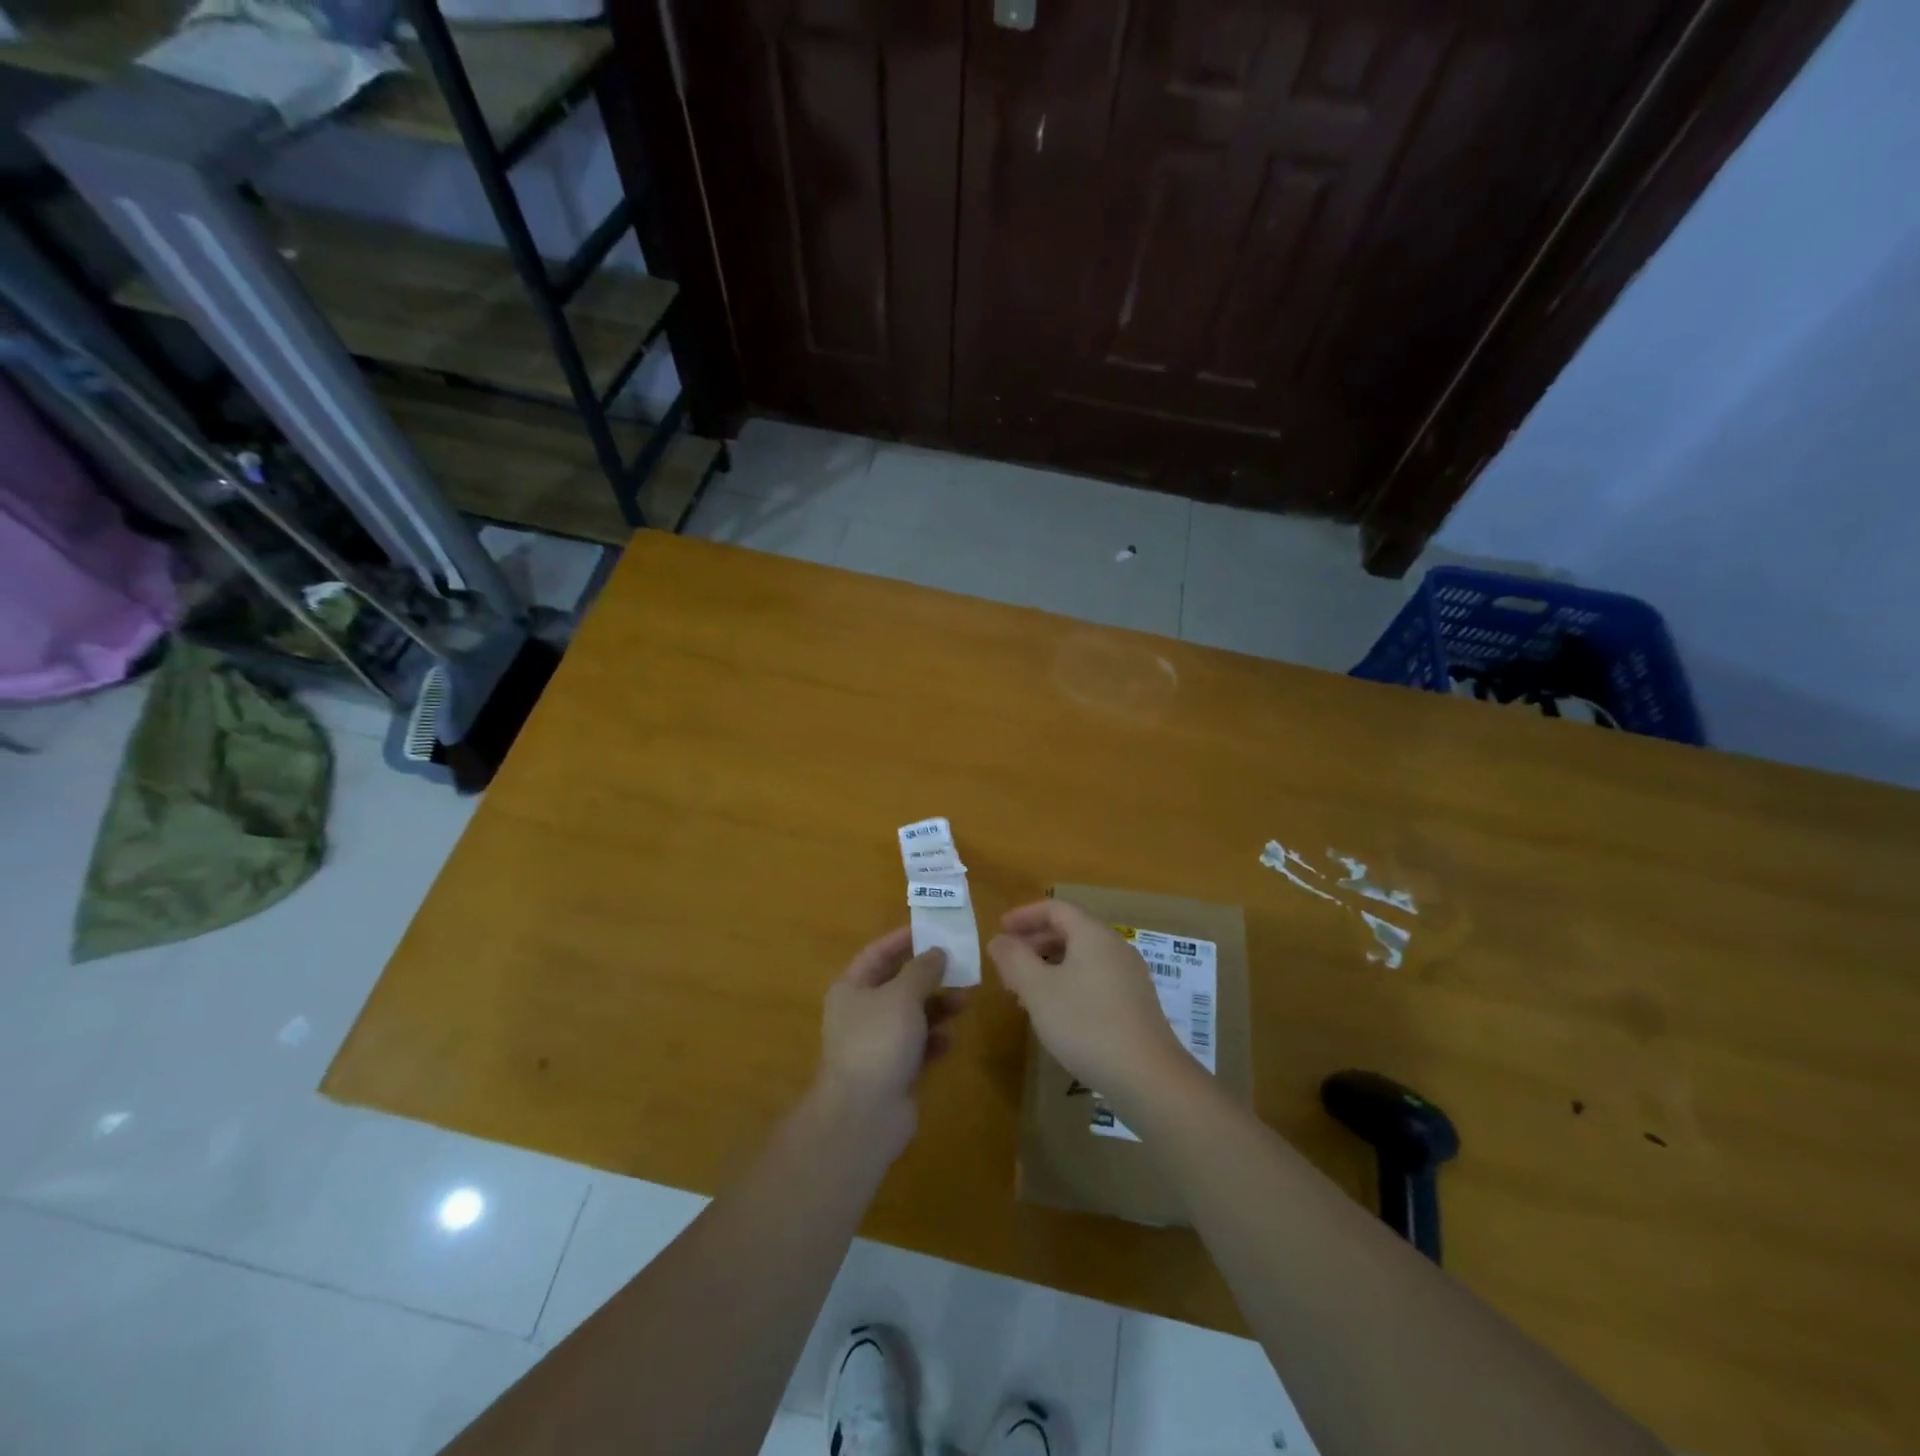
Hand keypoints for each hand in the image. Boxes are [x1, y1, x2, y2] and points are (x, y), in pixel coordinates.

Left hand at [816, 927, 960, 1154]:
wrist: (863, 1114)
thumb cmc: (878, 1040)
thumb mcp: (902, 995)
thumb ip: (922, 970)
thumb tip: (937, 951)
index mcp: (851, 988)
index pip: (877, 953)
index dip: (902, 940)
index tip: (931, 929)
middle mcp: (861, 1013)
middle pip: (898, 985)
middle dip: (928, 976)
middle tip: (960, 965)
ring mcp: (876, 1044)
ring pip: (912, 1016)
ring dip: (938, 1007)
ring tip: (966, 1000)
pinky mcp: (893, 1071)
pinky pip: (918, 1047)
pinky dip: (934, 1041)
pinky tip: (951, 1040)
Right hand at [988, 900, 1195, 1106]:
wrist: (1147, 1077)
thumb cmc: (1086, 1025)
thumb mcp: (1038, 990)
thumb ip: (1014, 959)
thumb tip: (999, 940)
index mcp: (1093, 935)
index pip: (1055, 908)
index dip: (1024, 915)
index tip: (1000, 930)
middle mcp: (1115, 947)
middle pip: (1070, 930)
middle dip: (1035, 943)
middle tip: (1008, 964)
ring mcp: (1129, 975)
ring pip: (1082, 956)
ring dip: (1049, 965)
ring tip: (1025, 991)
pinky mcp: (1135, 1002)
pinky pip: (1094, 977)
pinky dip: (1069, 982)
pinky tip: (1056, 1012)